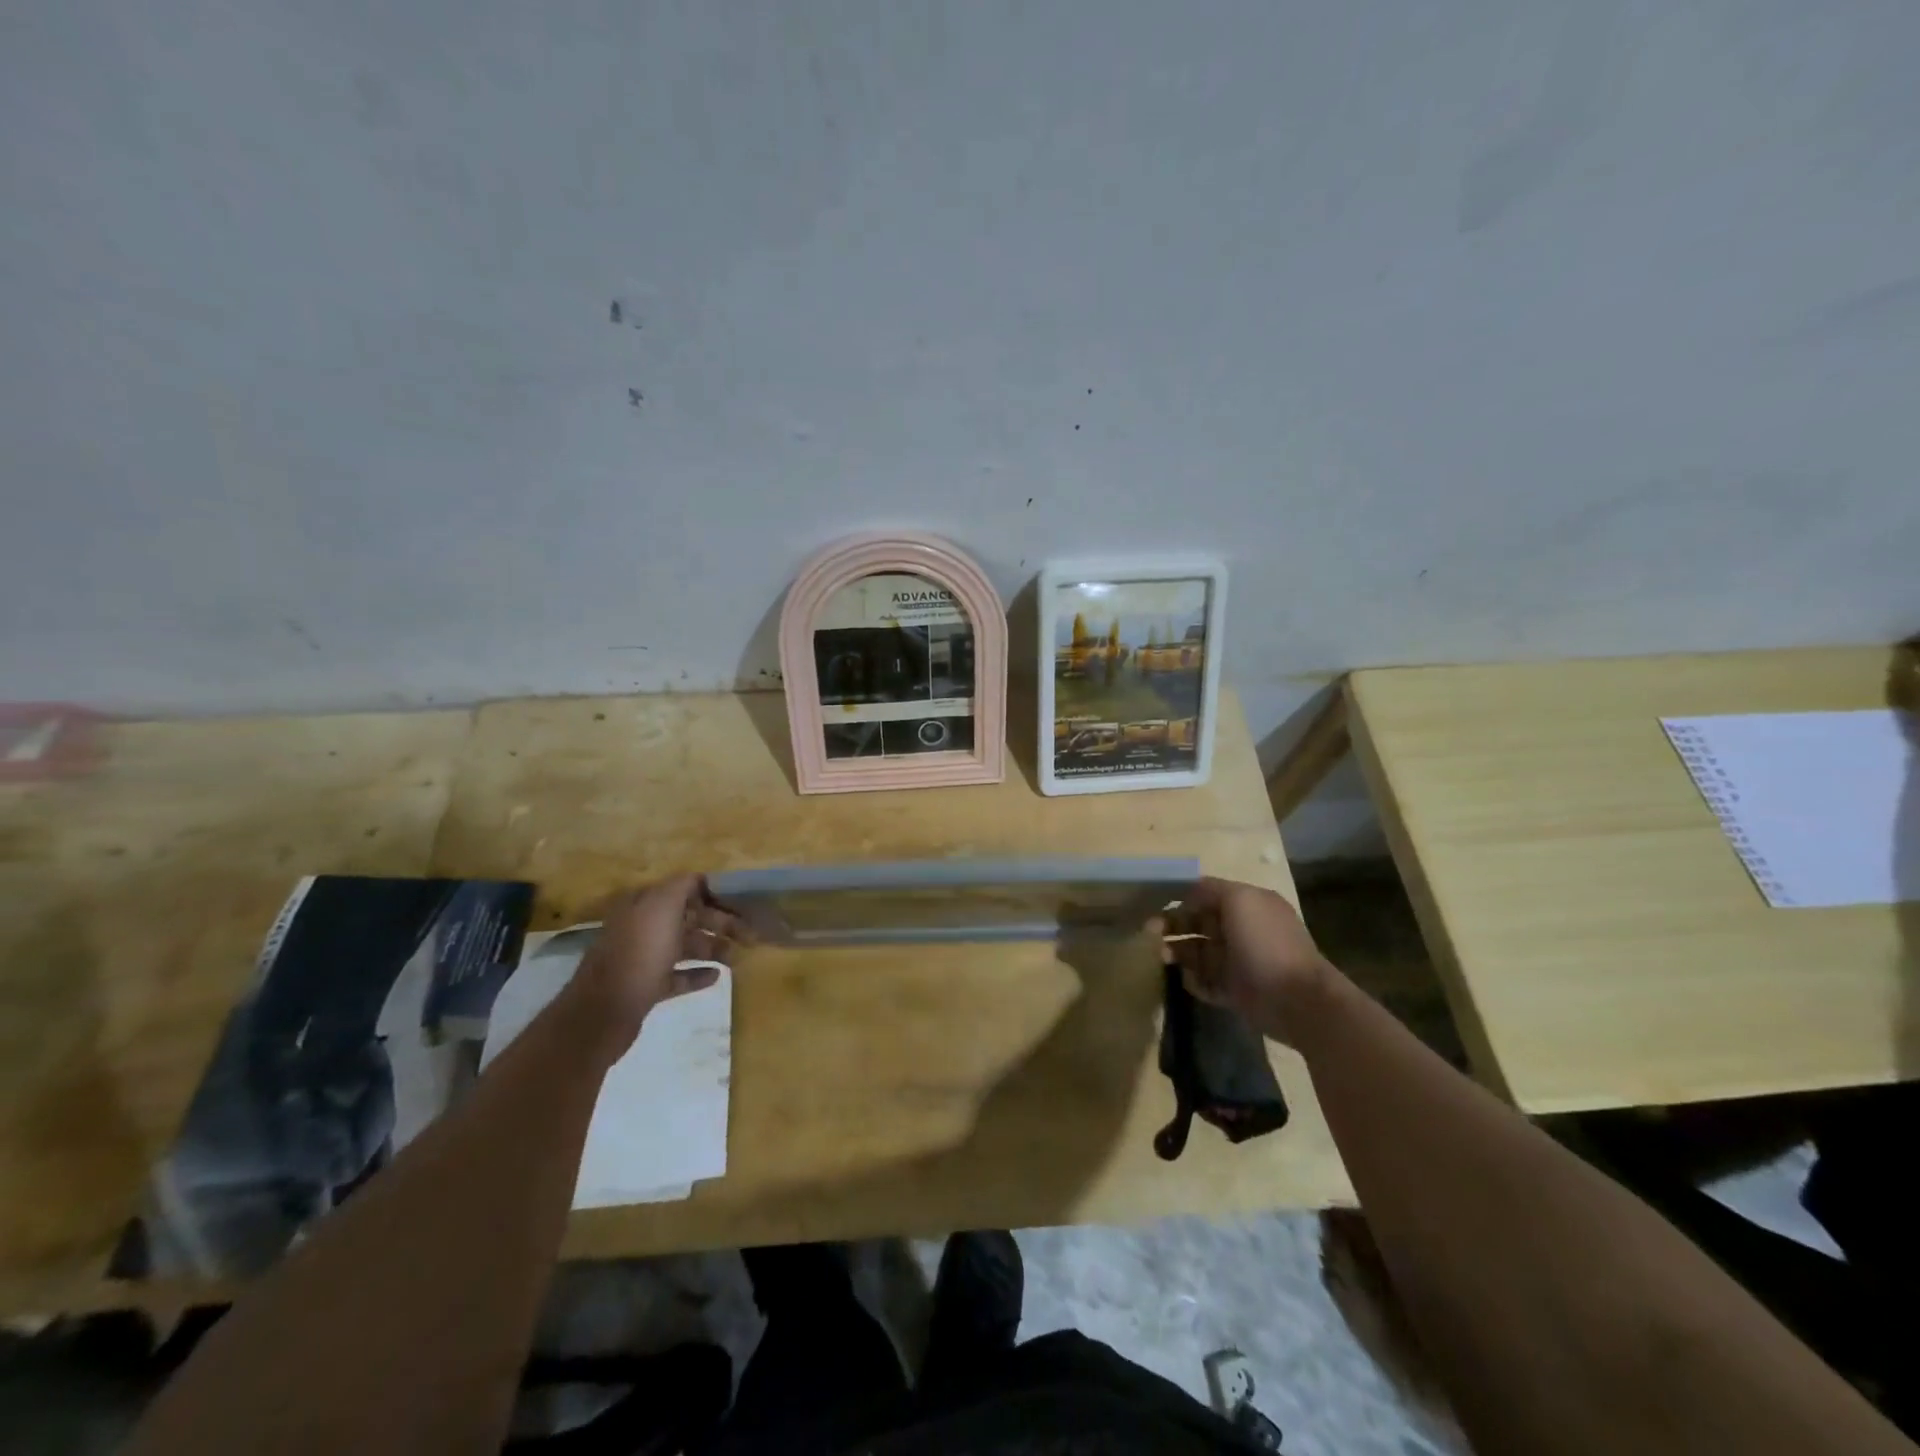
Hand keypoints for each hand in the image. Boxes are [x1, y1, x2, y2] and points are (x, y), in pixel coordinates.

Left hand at [567, 875, 745, 1056]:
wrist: (605, 1012)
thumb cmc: (639, 953)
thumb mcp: (662, 906)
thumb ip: (682, 886)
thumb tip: (699, 877)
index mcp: (644, 904)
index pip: (685, 890)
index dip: (714, 895)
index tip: (741, 904)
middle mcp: (642, 927)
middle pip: (688, 918)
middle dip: (719, 923)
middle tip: (749, 935)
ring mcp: (642, 958)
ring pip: (685, 946)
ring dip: (713, 948)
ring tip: (738, 958)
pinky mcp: (645, 987)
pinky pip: (677, 976)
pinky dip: (697, 974)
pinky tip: (717, 977)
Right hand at [1166, 877, 1335, 1045]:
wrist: (1297, 1000)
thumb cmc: (1266, 943)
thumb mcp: (1240, 899)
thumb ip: (1210, 890)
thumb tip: (1186, 893)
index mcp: (1246, 905)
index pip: (1205, 895)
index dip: (1179, 897)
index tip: (1153, 903)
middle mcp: (1240, 930)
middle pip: (1197, 923)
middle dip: (1172, 925)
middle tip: (1148, 933)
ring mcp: (1237, 962)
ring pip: (1197, 952)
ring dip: (1176, 952)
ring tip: (1162, 958)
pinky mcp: (1234, 992)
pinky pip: (1204, 982)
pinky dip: (1192, 980)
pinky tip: (1185, 979)